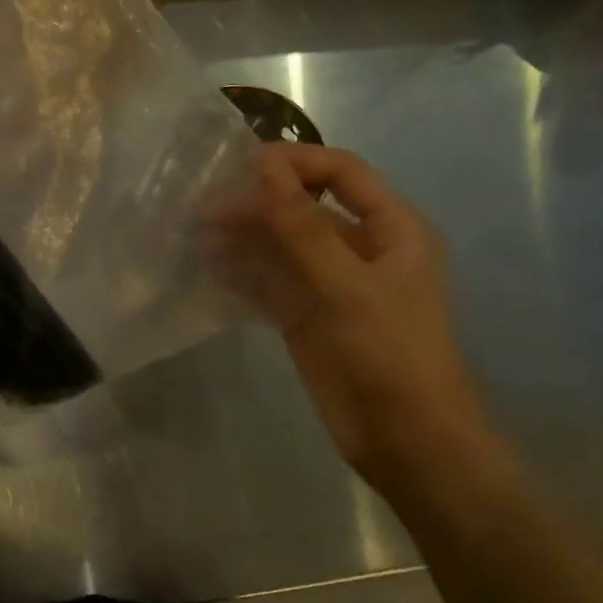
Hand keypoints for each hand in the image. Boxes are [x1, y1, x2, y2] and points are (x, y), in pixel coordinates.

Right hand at [207, 144, 482, 480]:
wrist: (406, 441)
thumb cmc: (389, 353)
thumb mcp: (345, 284)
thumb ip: (302, 225)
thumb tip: (264, 167)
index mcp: (392, 228)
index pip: (340, 172)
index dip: (293, 161)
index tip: (240, 164)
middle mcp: (361, 247)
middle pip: (303, 207)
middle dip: (256, 204)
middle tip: (203, 210)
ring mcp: (331, 282)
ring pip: (281, 244)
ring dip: (242, 238)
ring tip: (196, 238)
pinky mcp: (307, 313)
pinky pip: (270, 280)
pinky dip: (242, 272)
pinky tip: (208, 269)